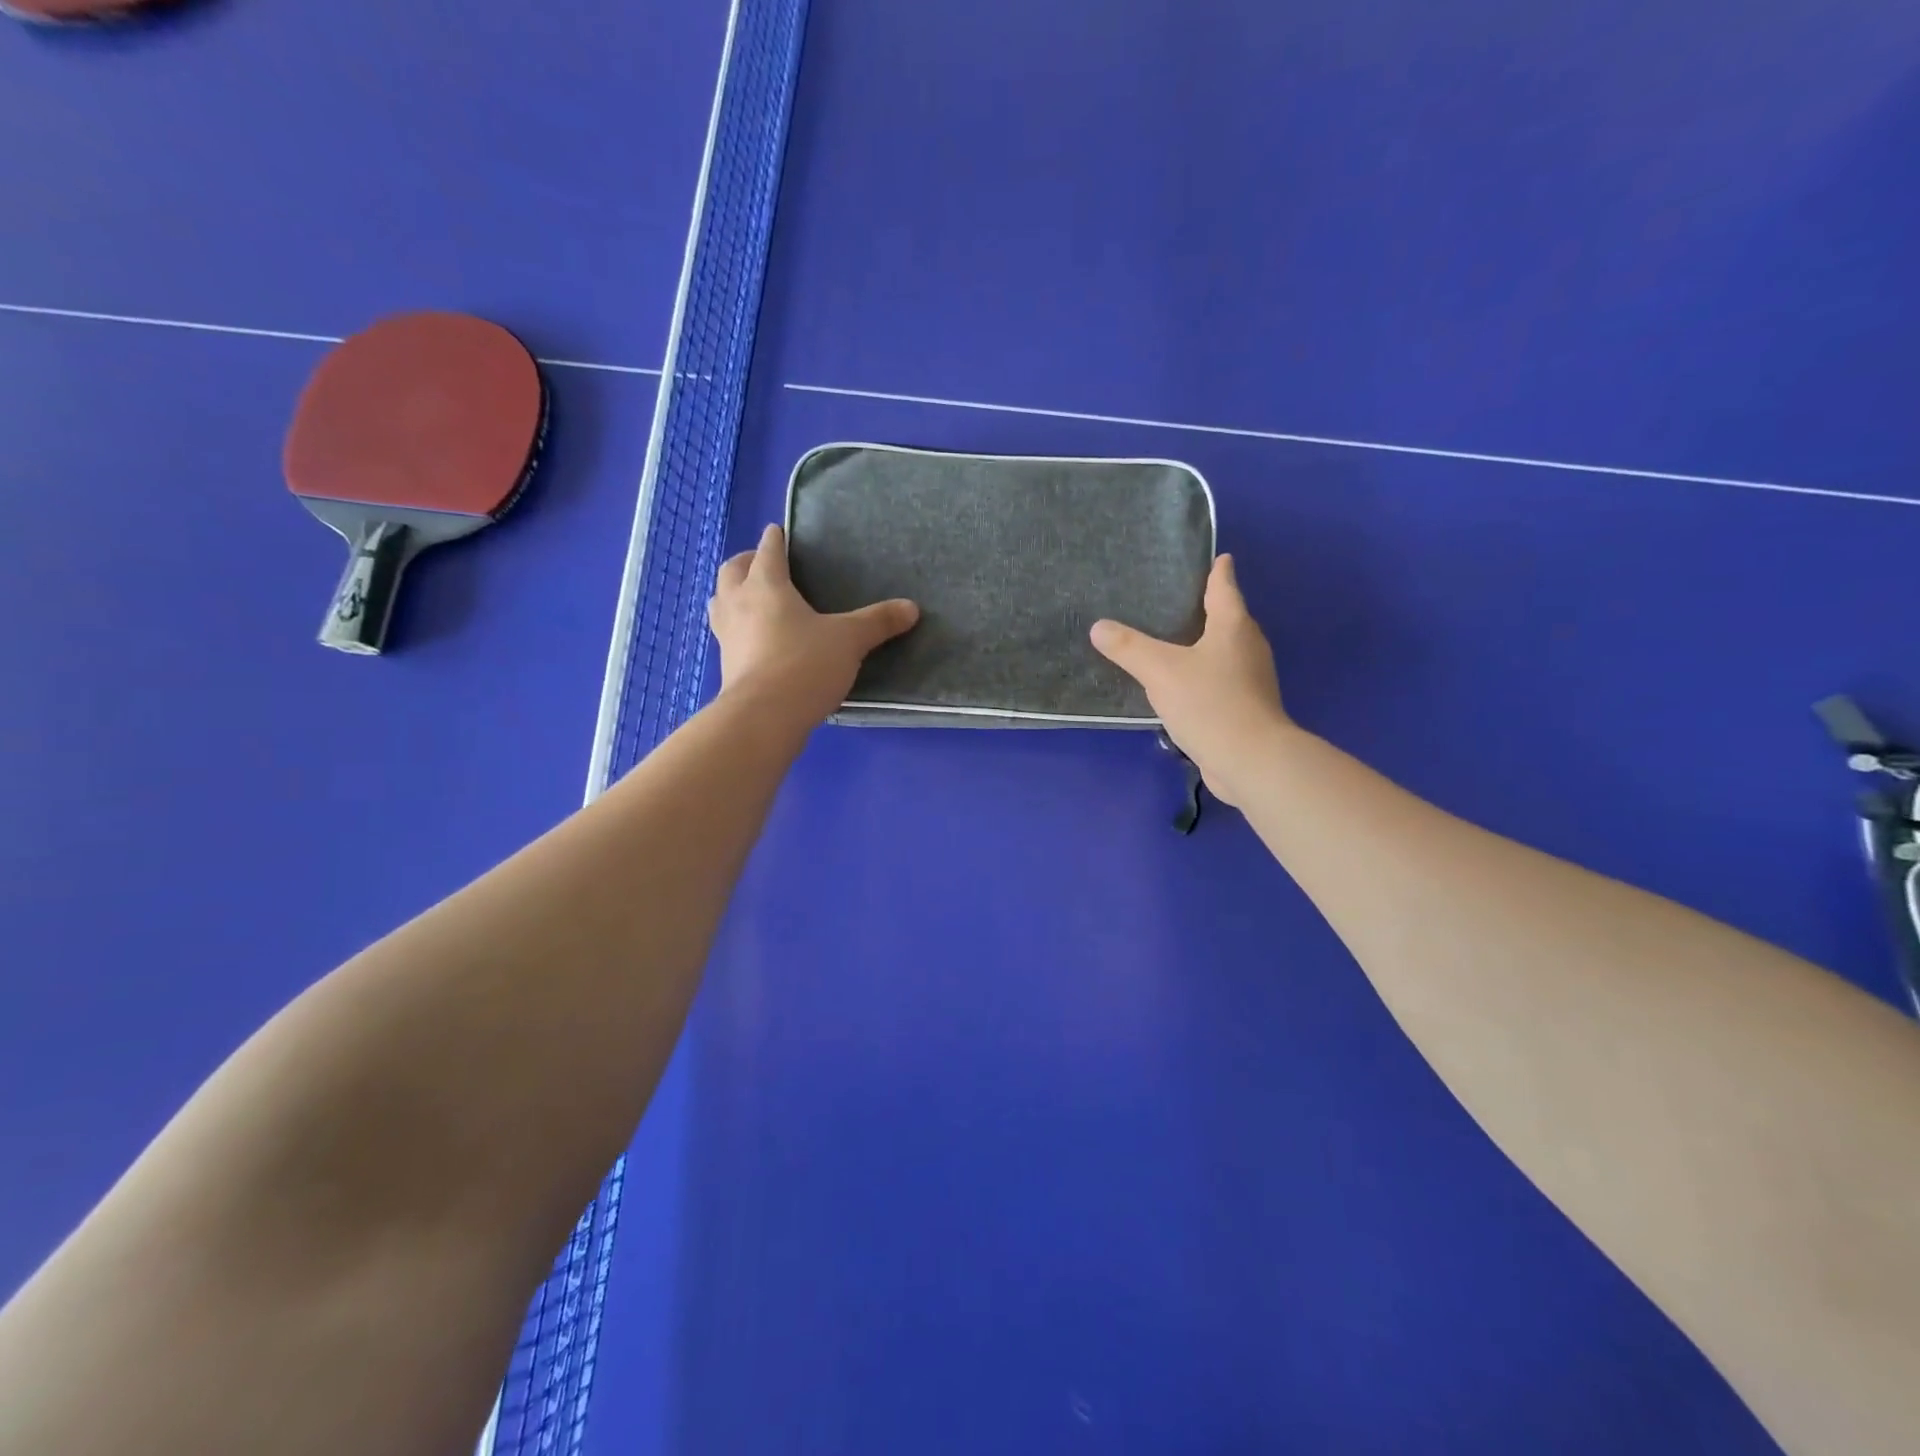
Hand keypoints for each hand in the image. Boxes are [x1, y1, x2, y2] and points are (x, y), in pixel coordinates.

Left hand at [709, 524, 919, 725]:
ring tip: (751, 598)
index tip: (778, 531)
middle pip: (733, 570)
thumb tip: (912, 608)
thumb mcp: (849, 640)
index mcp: (766, 585)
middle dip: (746, 562)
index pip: (768, 551)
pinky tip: (754, 638)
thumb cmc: (805, 664)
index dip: (775, 539)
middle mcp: (739, 602)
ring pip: (720, 600)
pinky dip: (736, 626)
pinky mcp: (725, 664)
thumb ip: (878, 622)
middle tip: (764, 564)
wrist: (763, 716)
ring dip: (732, 593)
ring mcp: (726, 634)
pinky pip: (726, 633)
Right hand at [1091, 554, 1290, 806]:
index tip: (1218, 557)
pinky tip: (1183, 684)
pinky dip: (1204, 675)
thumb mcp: (1160, 670)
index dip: (1218, 571)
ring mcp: (1251, 679)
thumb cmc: (1209, 702)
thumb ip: (1128, 647)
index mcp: (1233, 626)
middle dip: (1209, 608)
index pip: (1225, 587)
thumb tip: (1099, 627)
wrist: (1250, 760)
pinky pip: (1221, 680)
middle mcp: (1248, 647)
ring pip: (1226, 651)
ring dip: (1205, 644)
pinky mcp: (1246, 707)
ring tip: (1174, 641)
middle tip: (1179, 599)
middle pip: (1229, 618)